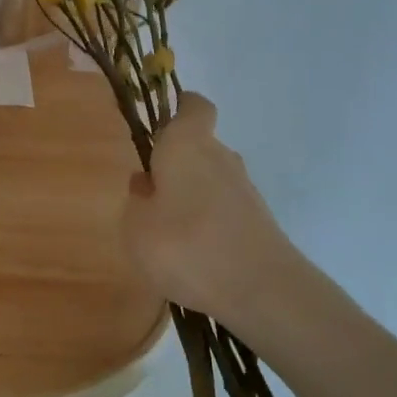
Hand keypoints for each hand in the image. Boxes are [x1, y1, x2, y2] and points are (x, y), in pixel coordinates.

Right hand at [122, 94, 294, 324]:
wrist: (260, 289)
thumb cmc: (185, 246)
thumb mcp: (136, 227)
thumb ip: (137, 201)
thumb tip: (146, 184)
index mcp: (187, 145)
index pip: (193, 106)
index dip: (179, 109)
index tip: (161, 126)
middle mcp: (221, 157)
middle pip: (198, 148)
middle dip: (175, 166)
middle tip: (149, 197)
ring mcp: (244, 188)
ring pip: (211, 180)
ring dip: (191, 198)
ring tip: (168, 235)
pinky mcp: (258, 219)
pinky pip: (224, 209)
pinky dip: (208, 222)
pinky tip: (194, 255)